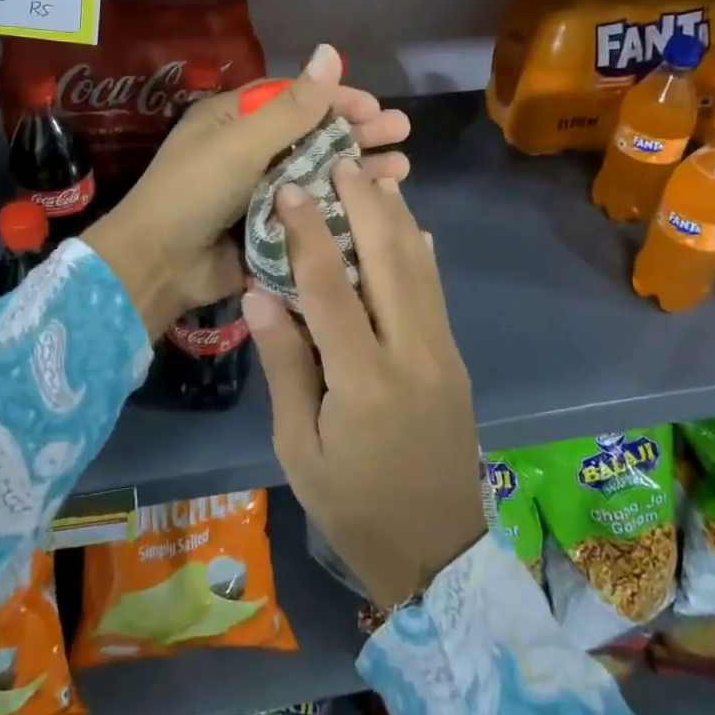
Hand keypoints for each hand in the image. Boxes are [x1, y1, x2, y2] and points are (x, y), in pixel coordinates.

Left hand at [83, 44, 409, 337]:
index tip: (372, 106)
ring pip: (318, 172)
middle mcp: (249, 151)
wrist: (159, 264)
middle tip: (401, 131)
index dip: (335, 98)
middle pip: (312, 134)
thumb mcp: (243, 142)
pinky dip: (342, 204)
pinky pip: (311, 209)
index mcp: (234, 120)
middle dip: (357, 132)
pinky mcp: (270, 227)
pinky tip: (376, 202)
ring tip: (401, 167)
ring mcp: (260, 191)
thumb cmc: (195, 191)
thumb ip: (292, 106)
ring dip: (357, 168)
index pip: (293, 99)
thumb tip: (331, 51)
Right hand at [245, 160, 487, 610]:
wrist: (437, 553)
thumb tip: (260, 294)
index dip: (308, 231)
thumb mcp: (299, 448)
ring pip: (420, 268)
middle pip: (389, 259)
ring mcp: (443, 353)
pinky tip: (410, 228)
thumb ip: (285, 365)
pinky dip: (420, 252)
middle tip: (341, 162)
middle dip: (365, 204)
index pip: (329, 287)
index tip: (291, 187)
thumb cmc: (352, 505)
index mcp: (363, 380)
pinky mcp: (455, 360)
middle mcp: (412, 353)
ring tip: (372, 177)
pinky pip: (435, 292)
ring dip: (396, 217)